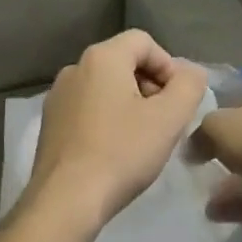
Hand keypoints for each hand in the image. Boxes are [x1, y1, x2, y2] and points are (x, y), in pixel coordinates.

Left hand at [26, 30, 206, 230]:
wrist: (66, 200)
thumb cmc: (121, 153)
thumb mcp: (168, 119)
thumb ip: (188, 87)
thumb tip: (192, 71)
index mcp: (101, 57)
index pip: (144, 41)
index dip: (168, 66)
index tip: (177, 101)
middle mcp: (75, 67)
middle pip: (124, 62)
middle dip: (150, 86)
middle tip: (165, 121)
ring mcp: (58, 95)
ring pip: (105, 86)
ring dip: (130, 104)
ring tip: (143, 139)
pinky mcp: (50, 122)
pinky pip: (87, 108)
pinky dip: (107, 119)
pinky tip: (115, 151)